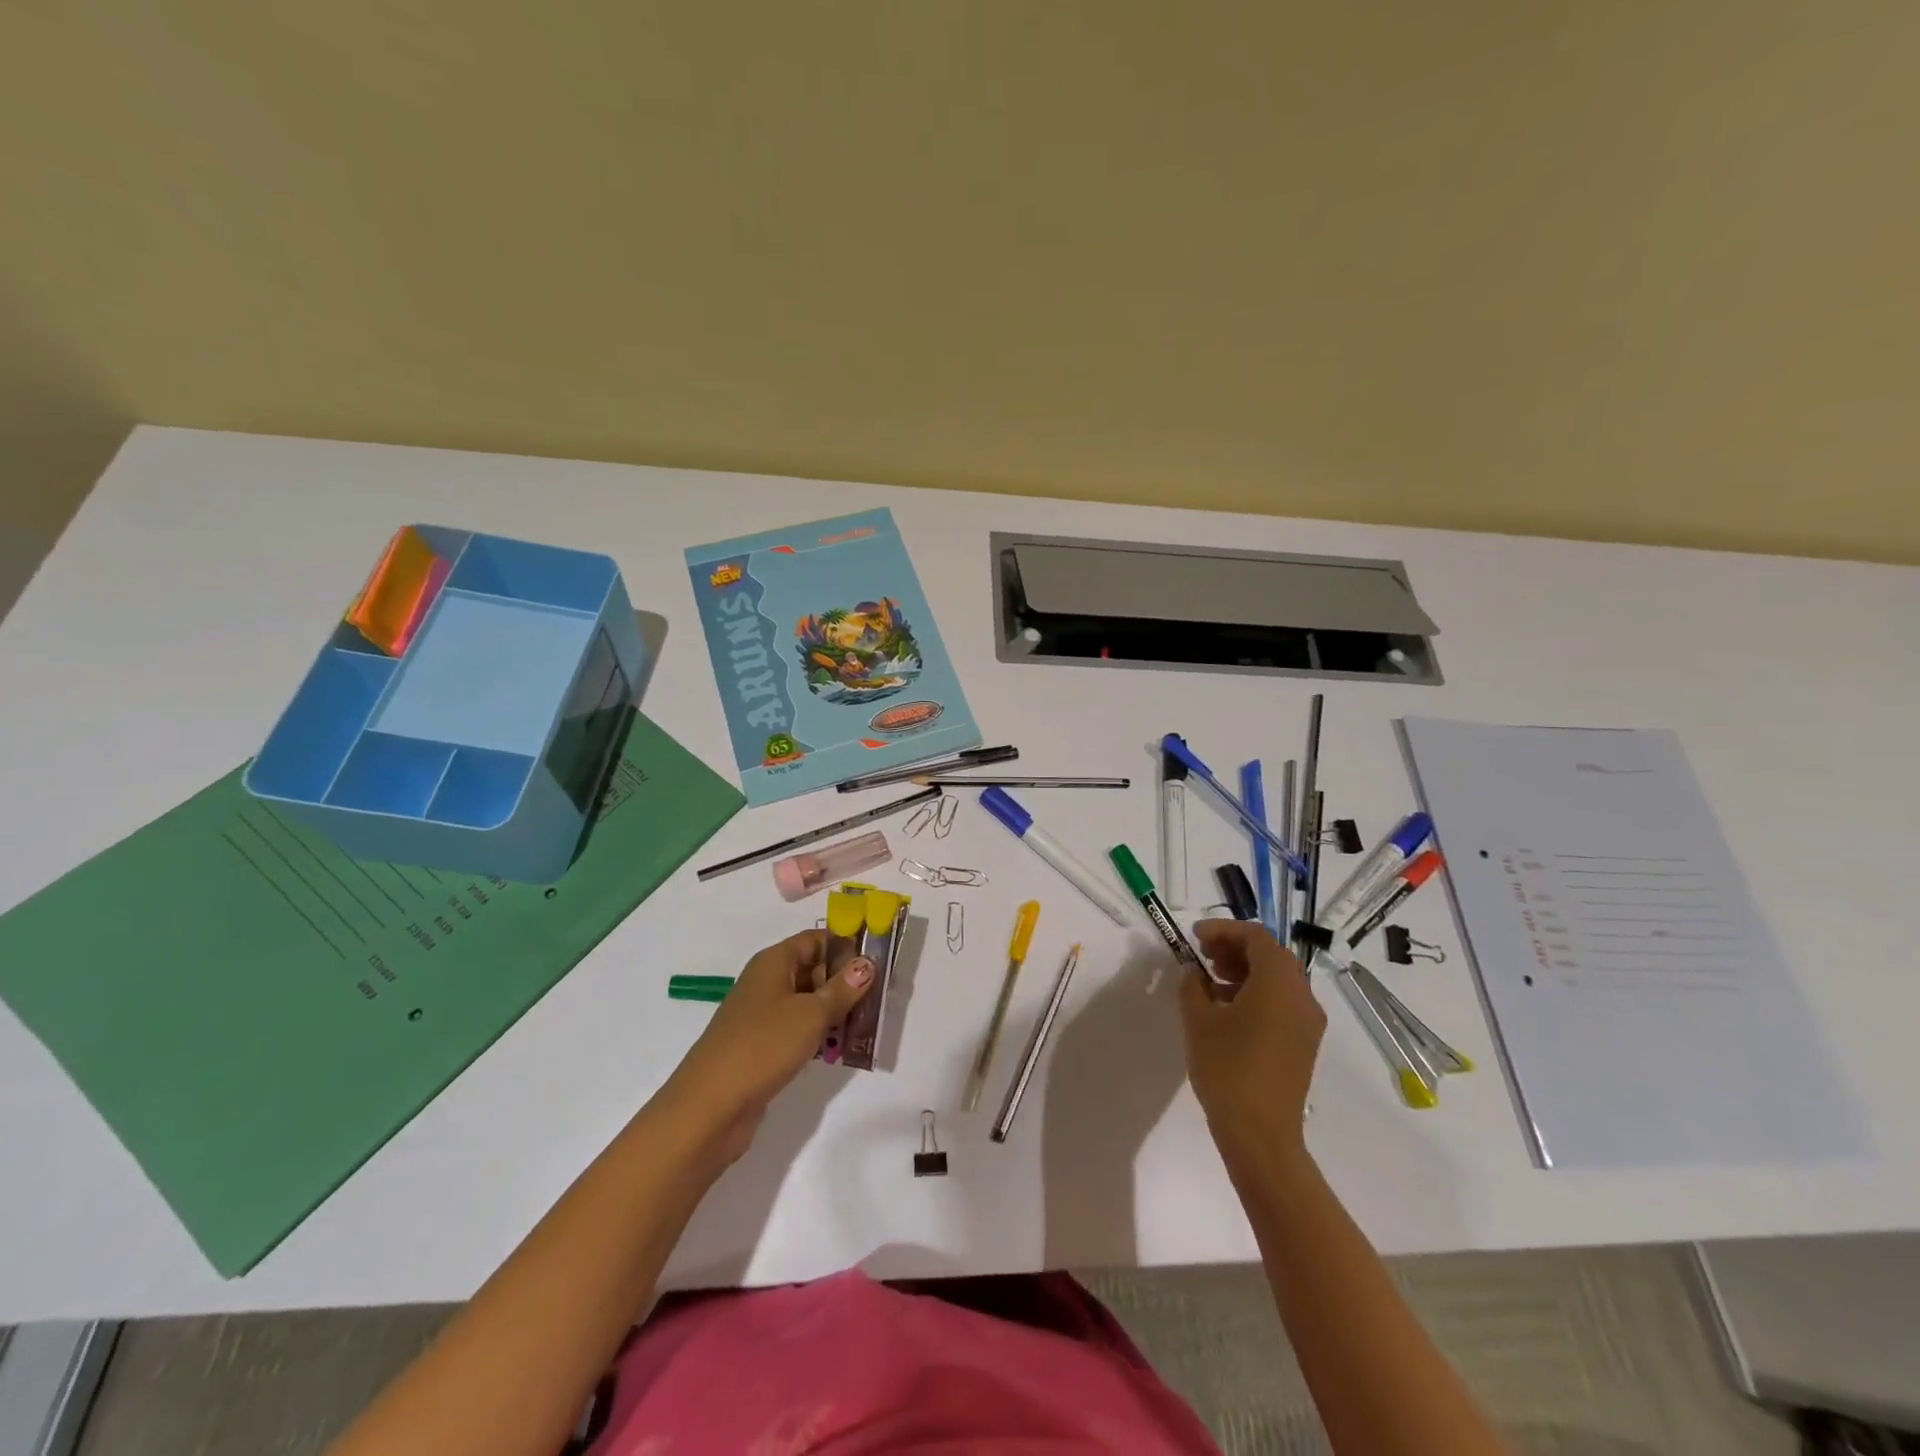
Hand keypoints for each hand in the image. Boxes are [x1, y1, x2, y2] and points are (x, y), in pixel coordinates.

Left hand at [661, 931, 873, 1164]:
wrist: (710, 1107)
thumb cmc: (763, 1045)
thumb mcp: (811, 1013)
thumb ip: (843, 988)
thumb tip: (867, 962)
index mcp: (774, 962)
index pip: (816, 939)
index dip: (846, 945)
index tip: (878, 958)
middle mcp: (767, 982)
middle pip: (813, 969)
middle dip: (845, 981)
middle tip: (880, 996)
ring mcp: (762, 1016)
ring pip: (808, 1002)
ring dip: (835, 1011)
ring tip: (868, 1023)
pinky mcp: (762, 1047)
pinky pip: (798, 1029)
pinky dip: (819, 1035)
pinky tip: (841, 1049)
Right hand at [1181, 920, 1325, 1167]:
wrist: (1261, 1133)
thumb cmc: (1227, 1068)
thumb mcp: (1198, 1019)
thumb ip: (1193, 985)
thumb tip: (1195, 973)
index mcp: (1279, 982)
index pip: (1256, 936)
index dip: (1223, 930)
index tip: (1195, 938)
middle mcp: (1302, 995)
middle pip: (1271, 954)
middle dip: (1235, 948)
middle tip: (1203, 956)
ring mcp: (1308, 1021)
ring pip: (1279, 978)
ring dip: (1246, 970)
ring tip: (1212, 982)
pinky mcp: (1304, 1043)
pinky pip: (1283, 1001)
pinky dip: (1257, 992)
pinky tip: (1228, 1010)